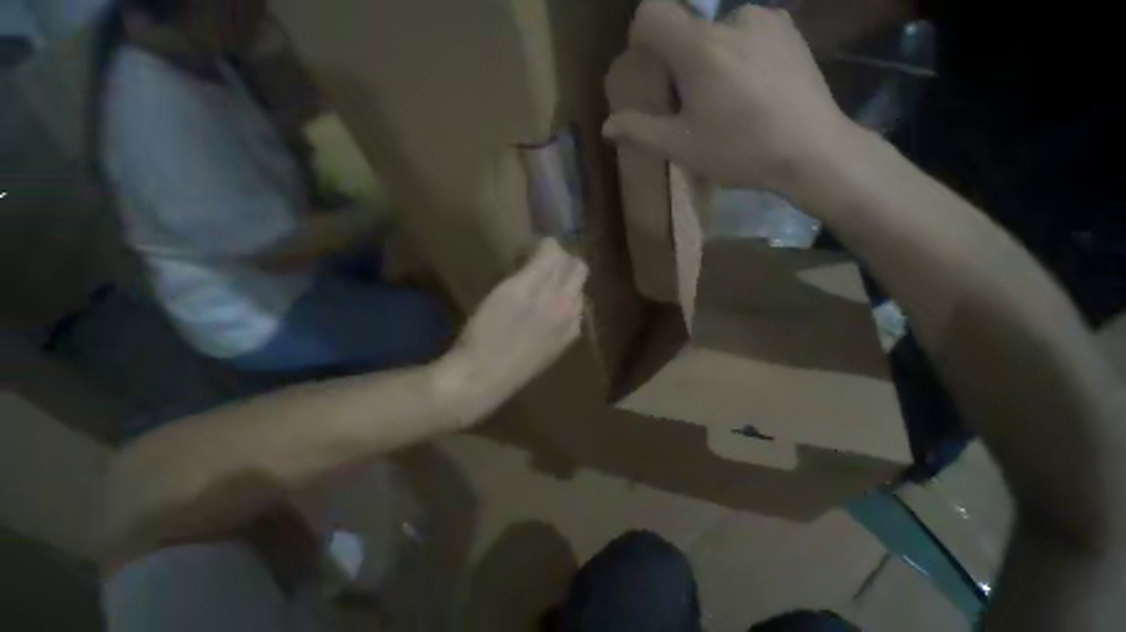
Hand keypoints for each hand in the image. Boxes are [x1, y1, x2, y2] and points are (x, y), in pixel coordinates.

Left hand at [437, 238, 587, 425]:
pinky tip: (520, 254)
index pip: (581, 291)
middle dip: (563, 263)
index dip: (566, 283)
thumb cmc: (509, 368)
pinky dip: (535, 248)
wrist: (483, 376)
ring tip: (528, 260)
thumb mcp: (543, 351)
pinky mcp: (527, 283)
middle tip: (541, 264)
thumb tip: (552, 304)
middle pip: (579, 269)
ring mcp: (549, 293)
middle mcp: (569, 306)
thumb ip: (553, 326)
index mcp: (573, 327)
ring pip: (565, 257)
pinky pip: (545, 251)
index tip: (550, 280)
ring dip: (550, 254)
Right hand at [603, 2, 854, 196]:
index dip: (641, 35)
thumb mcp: (681, 147)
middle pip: (686, 26)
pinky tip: (752, 86)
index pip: (652, 13)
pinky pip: (747, 31)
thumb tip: (607, 126)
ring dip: (710, 57)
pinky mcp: (788, 27)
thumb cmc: (739, 150)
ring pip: (718, 30)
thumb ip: (640, 130)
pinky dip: (738, 52)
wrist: (811, 150)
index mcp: (699, 48)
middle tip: (691, 101)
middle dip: (679, 59)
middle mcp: (731, 18)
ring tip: (726, 98)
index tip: (648, 65)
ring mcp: (765, 18)